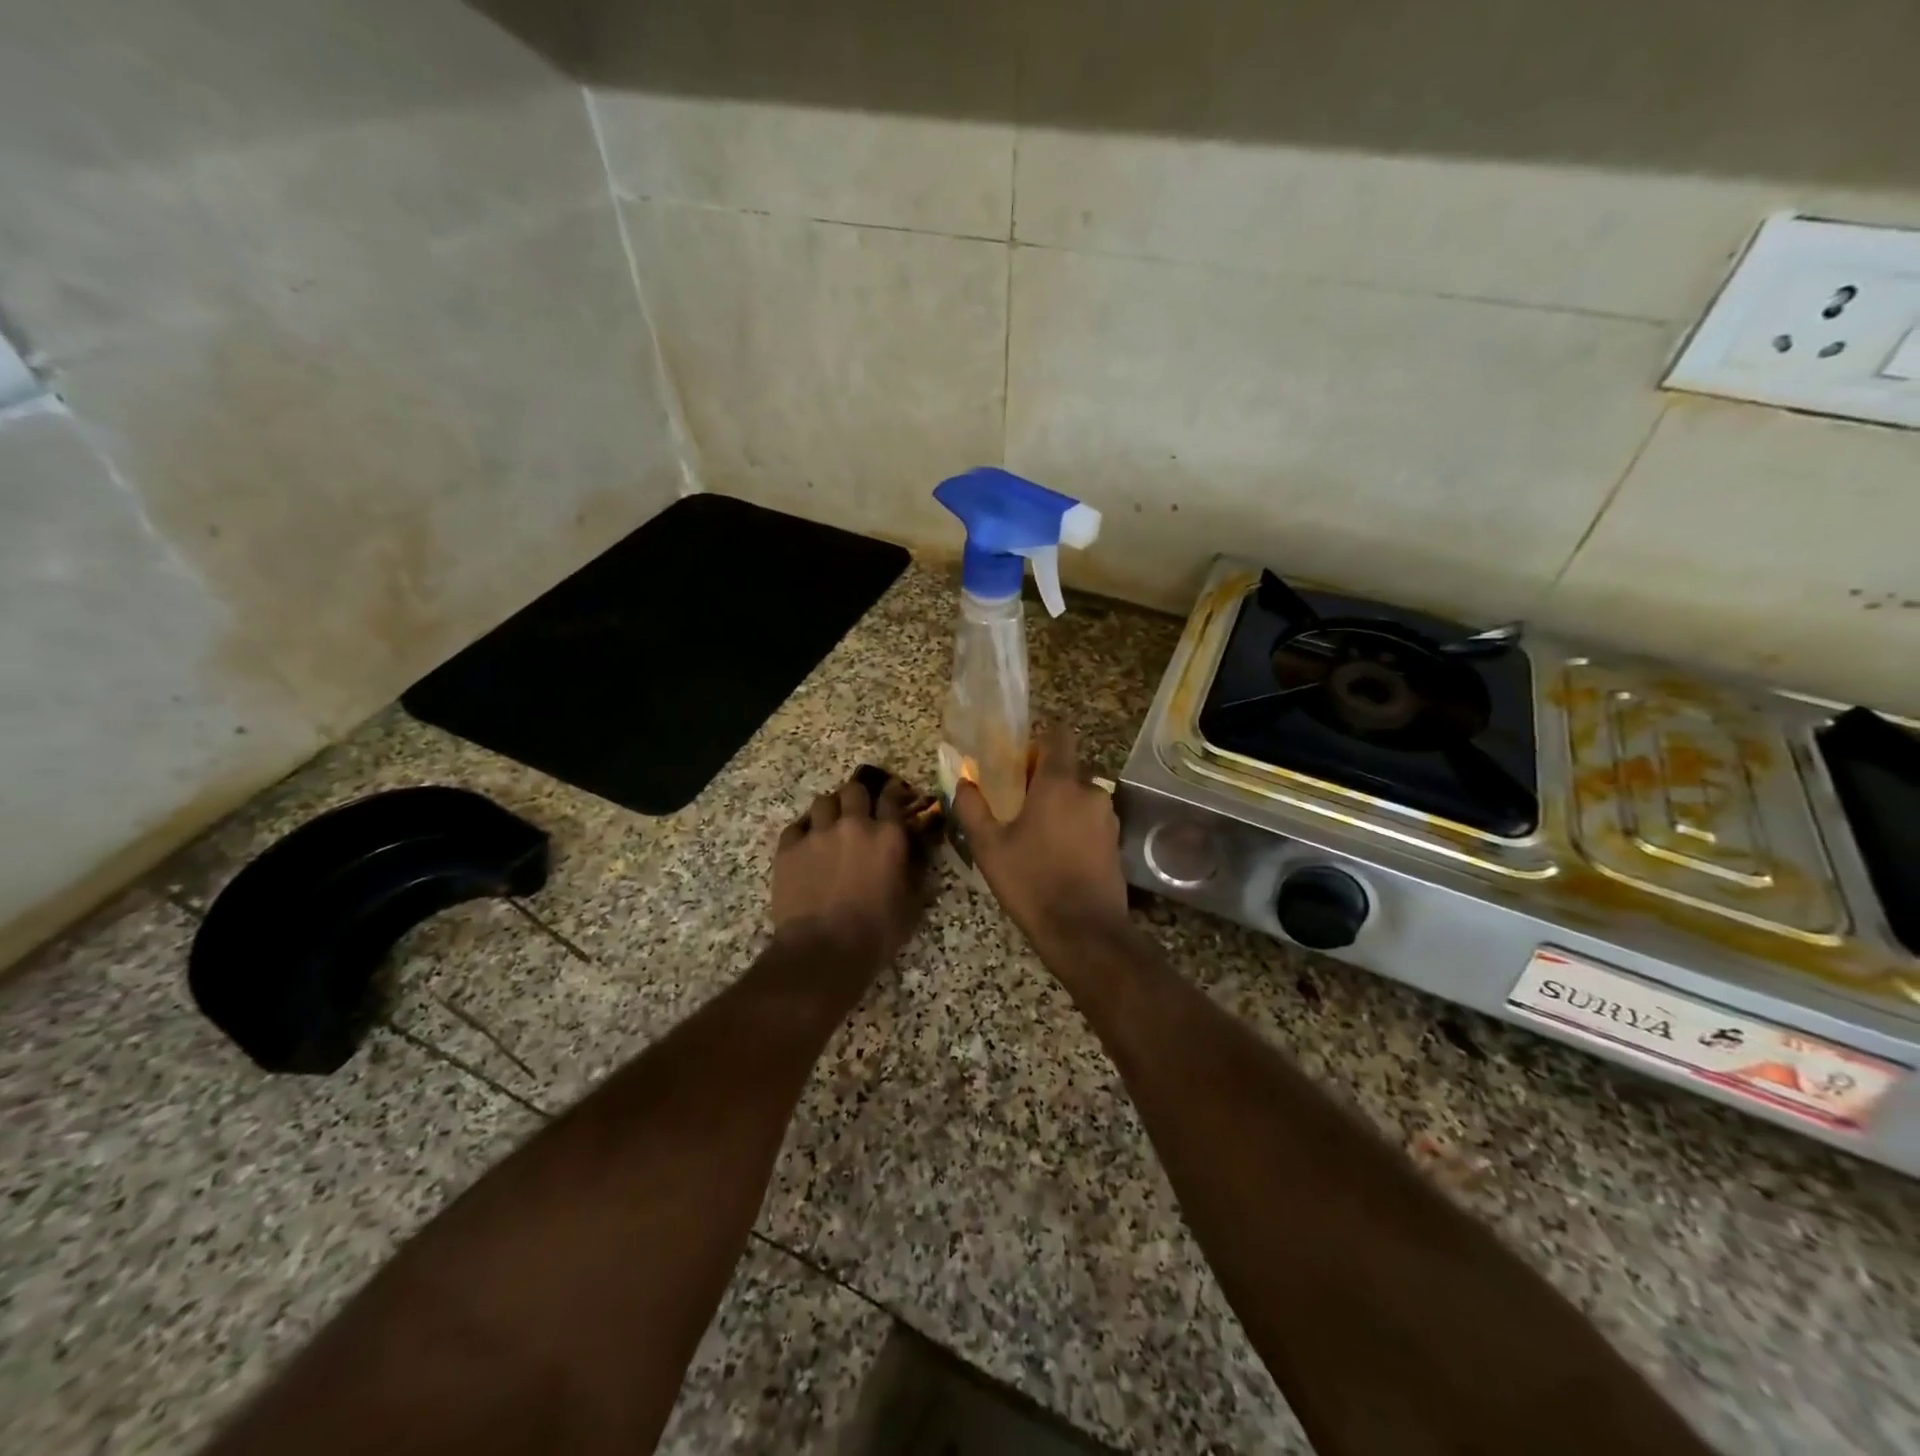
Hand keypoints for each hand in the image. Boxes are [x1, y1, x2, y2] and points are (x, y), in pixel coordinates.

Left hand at [772, 773, 925, 967]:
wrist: (822, 951)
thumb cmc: (875, 932)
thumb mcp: (910, 903)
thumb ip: (914, 869)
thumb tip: (916, 850)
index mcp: (887, 835)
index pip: (892, 797)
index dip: (893, 792)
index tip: (893, 795)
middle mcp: (852, 824)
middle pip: (854, 790)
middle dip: (858, 797)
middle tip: (859, 812)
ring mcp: (817, 833)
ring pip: (823, 802)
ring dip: (830, 810)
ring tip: (830, 827)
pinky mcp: (788, 848)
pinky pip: (796, 826)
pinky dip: (804, 832)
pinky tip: (806, 847)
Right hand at [952, 724, 1127, 948]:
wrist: (1083, 931)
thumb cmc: (1031, 882)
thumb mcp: (989, 847)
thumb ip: (973, 808)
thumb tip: (963, 781)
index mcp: (1059, 783)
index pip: (1059, 736)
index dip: (1040, 741)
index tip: (1021, 760)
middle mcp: (1090, 791)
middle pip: (1067, 769)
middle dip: (1045, 780)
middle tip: (1019, 804)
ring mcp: (1107, 818)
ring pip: (1080, 797)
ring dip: (1061, 805)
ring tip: (1036, 834)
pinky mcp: (1116, 842)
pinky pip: (1091, 820)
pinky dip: (1075, 827)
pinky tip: (1056, 853)